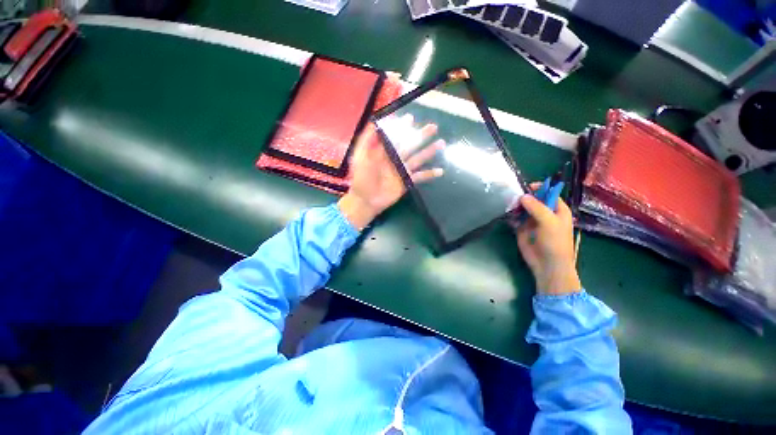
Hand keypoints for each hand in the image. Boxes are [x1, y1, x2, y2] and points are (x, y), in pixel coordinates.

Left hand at [338, 119, 444, 229]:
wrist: (365, 199)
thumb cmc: (361, 178)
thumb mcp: (360, 156)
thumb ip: (366, 140)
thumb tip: (374, 122)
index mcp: (384, 152)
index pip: (396, 136)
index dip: (403, 127)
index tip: (411, 117)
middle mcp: (395, 159)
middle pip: (410, 145)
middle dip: (421, 136)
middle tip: (433, 127)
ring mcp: (402, 170)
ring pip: (418, 158)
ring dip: (429, 152)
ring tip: (441, 143)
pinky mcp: (406, 182)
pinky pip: (420, 177)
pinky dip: (429, 174)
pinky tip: (440, 171)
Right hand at [516, 184, 580, 295]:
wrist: (547, 264)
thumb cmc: (555, 242)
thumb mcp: (549, 222)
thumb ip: (537, 207)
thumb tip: (523, 196)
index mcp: (557, 210)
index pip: (549, 193)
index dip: (540, 188)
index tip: (527, 187)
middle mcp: (545, 213)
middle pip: (534, 200)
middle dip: (524, 197)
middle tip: (513, 196)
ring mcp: (532, 221)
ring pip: (523, 208)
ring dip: (516, 206)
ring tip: (508, 205)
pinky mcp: (522, 229)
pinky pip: (515, 218)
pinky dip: (511, 215)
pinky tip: (507, 215)